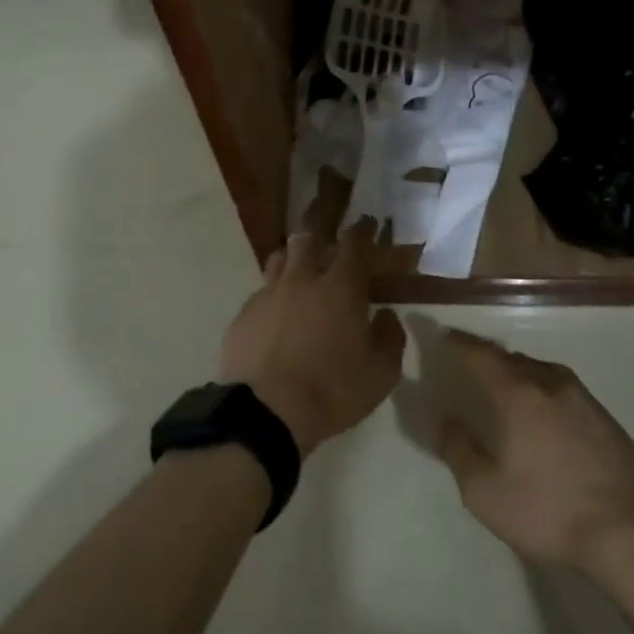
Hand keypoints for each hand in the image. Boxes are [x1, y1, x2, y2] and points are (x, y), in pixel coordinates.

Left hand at [219, 220, 404, 456]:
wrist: (265, 413)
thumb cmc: (331, 391)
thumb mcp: (380, 374)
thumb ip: (390, 339)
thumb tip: (387, 316)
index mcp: (340, 288)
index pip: (354, 245)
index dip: (363, 230)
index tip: (369, 222)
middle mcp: (303, 280)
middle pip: (308, 237)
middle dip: (319, 224)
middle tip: (326, 220)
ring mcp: (268, 295)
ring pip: (279, 258)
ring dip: (292, 255)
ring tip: (299, 260)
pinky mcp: (244, 315)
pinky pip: (261, 292)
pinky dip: (273, 292)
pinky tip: (275, 307)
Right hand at [436, 331, 633, 574]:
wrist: (630, 535)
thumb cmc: (548, 512)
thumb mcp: (485, 492)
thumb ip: (460, 451)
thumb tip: (448, 421)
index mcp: (518, 395)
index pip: (482, 356)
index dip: (461, 344)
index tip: (447, 336)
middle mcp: (551, 385)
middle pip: (514, 359)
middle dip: (490, 357)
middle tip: (474, 363)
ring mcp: (585, 401)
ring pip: (544, 372)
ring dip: (522, 372)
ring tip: (510, 384)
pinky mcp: (609, 421)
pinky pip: (567, 391)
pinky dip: (547, 391)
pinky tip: (548, 414)